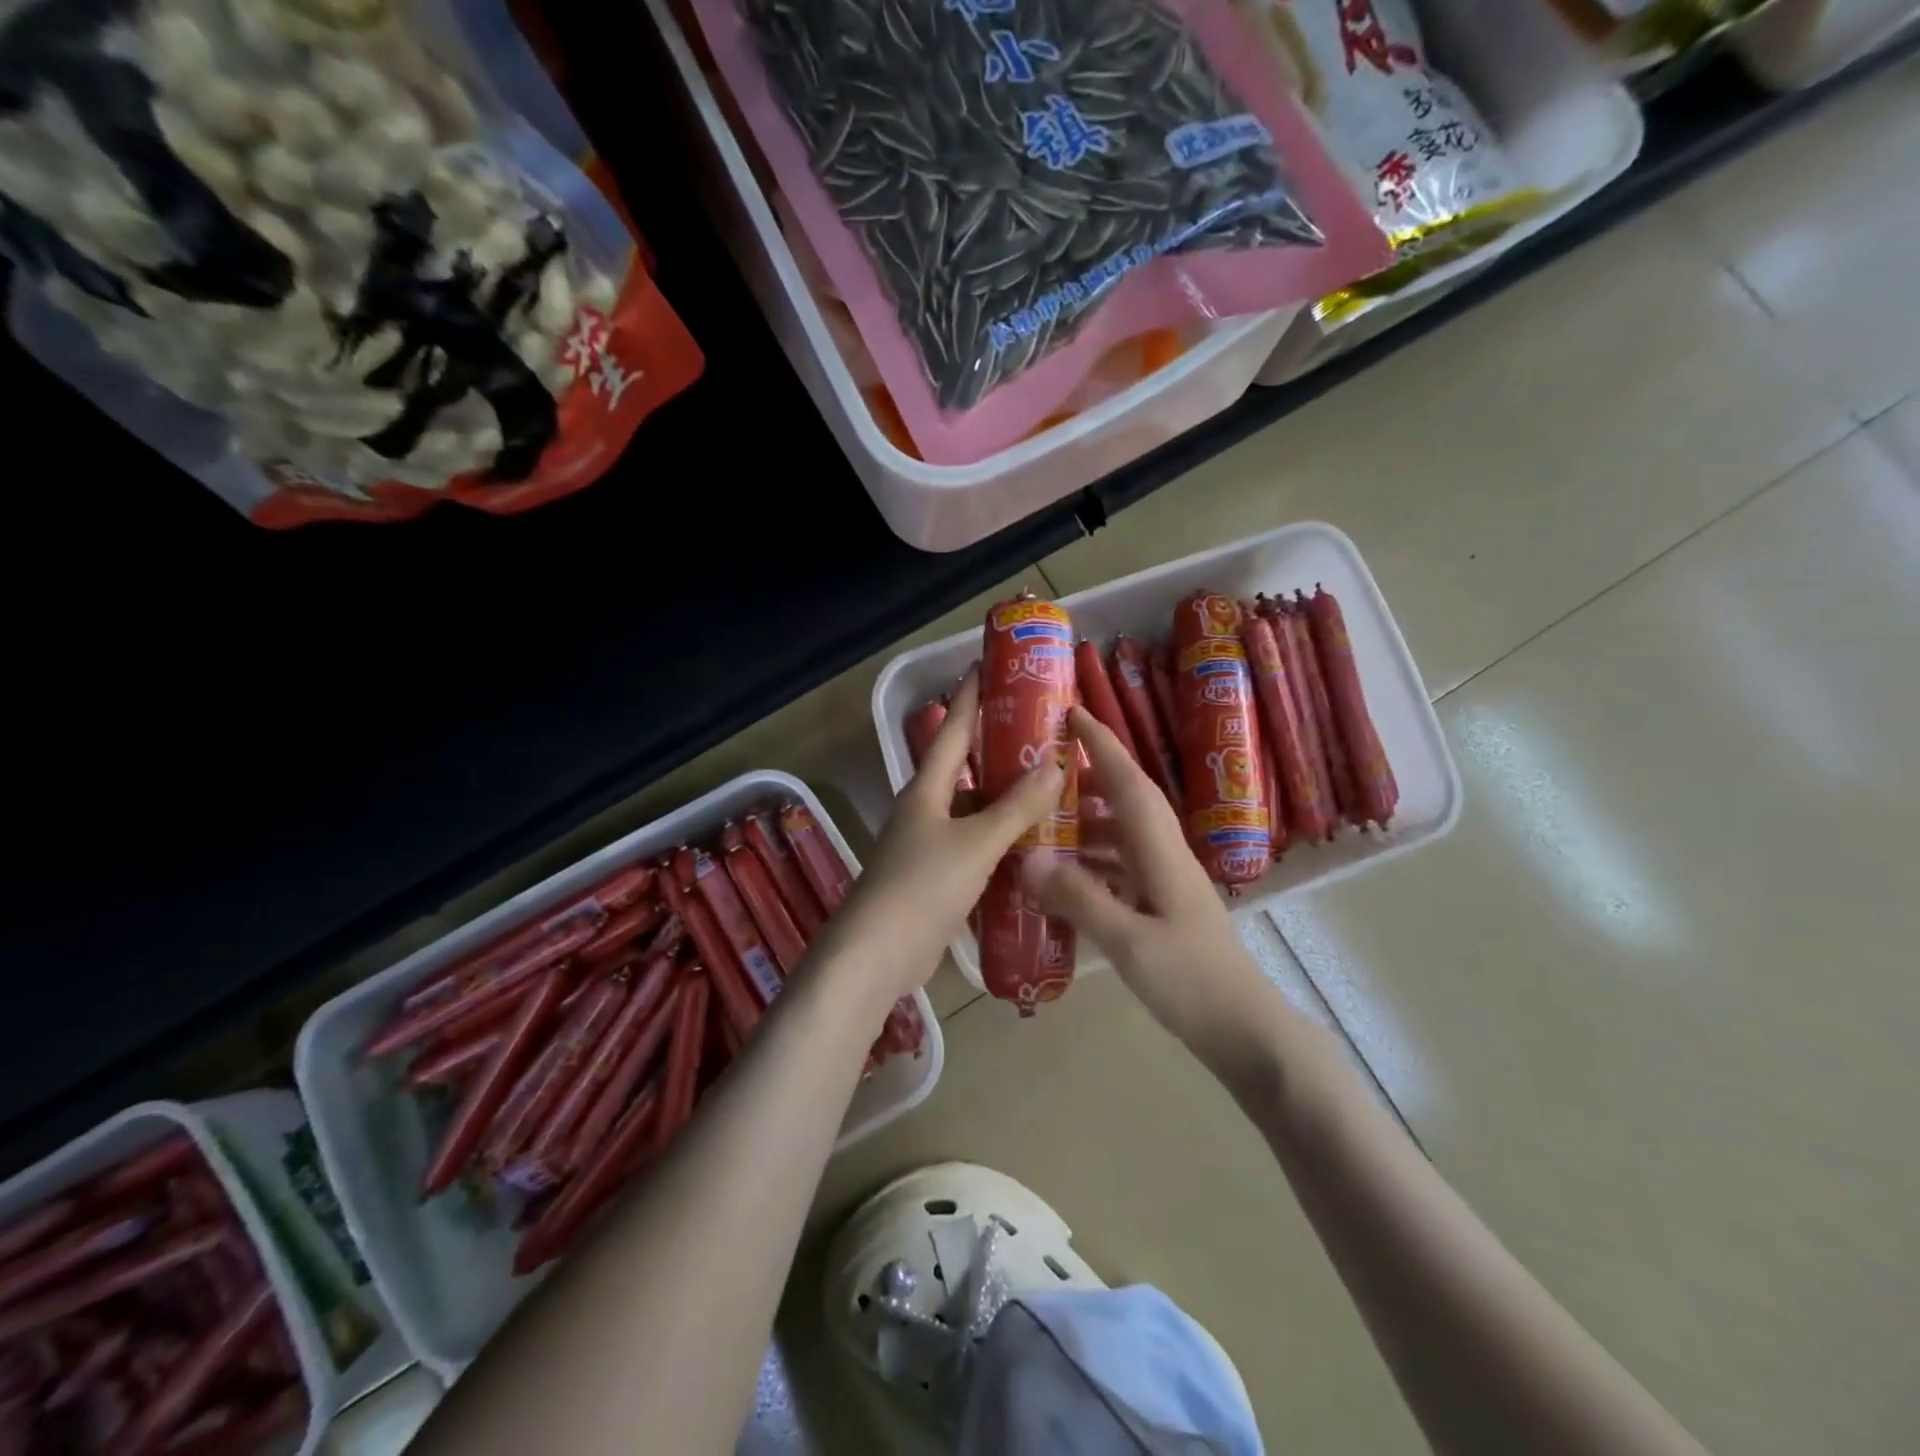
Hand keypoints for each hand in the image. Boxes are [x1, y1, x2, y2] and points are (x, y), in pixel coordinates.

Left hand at [814, 669, 1067, 1006]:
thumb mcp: (975, 843)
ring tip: (1051, 789)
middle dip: (998, 751)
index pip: (952, 730)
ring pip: (975, 813)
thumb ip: (1016, 807)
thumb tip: (1056, 764)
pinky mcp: (937, 881)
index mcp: (927, 790)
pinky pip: (976, 849)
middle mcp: (926, 811)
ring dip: (1006, 802)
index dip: (969, 697)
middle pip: (966, 771)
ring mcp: (929, 847)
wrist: (876, 956)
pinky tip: (1034, 847)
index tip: (985, 665)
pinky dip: (1002, 842)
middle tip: (1042, 734)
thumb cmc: (921, 887)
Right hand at [1028, 707, 1271, 1053]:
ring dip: (1087, 821)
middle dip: (1090, 776)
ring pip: (1123, 836)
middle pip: (1127, 801)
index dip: (1103, 744)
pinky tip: (1065, 877)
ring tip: (1043, 822)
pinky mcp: (1163, 908)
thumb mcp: (1129, 942)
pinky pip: (1122, 868)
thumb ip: (1079, 897)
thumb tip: (1029, 857)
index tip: (1073, 713)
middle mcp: (1166, 857)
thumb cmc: (1192, 983)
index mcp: (1162, 853)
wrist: (1245, 1032)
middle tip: (1042, 771)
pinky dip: (1092, 862)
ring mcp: (1167, 883)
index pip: (1130, 782)